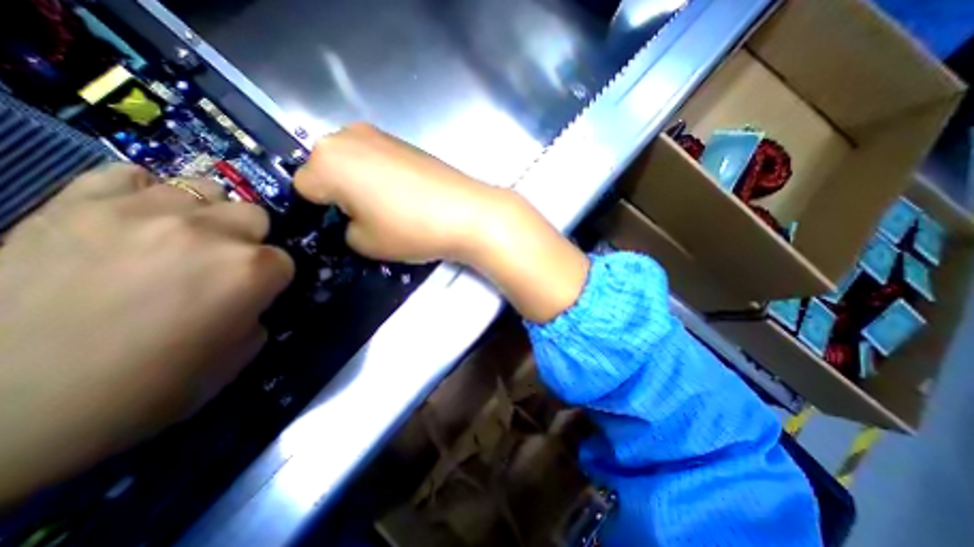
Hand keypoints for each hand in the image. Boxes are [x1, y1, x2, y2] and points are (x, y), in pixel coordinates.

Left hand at [0, 162, 291, 503]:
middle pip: (254, 215)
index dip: (273, 279)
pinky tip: (139, 219)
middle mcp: (211, 233)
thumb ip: (256, 314)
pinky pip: (130, 175)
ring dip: (206, 215)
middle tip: (221, 264)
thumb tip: (251, 297)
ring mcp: (144, 213)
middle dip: (248, 239)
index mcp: (251, 272)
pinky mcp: (74, 205)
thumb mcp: (235, 357)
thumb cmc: (145, 389)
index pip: (285, 260)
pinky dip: (145, 193)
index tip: (254, 294)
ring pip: (205, 189)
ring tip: (183, 239)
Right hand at [292, 124, 589, 324]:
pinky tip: (406, 195)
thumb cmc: (412, 229)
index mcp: (327, 160)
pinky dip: (382, 176)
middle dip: (339, 193)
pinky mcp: (404, 141)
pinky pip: (376, 159)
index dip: (321, 212)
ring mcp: (379, 134)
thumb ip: (345, 230)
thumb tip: (351, 218)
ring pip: (352, 163)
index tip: (345, 226)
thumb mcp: (365, 243)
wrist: (468, 212)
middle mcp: (347, 135)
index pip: (303, 188)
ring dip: (360, 184)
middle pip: (327, 169)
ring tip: (390, 207)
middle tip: (368, 217)